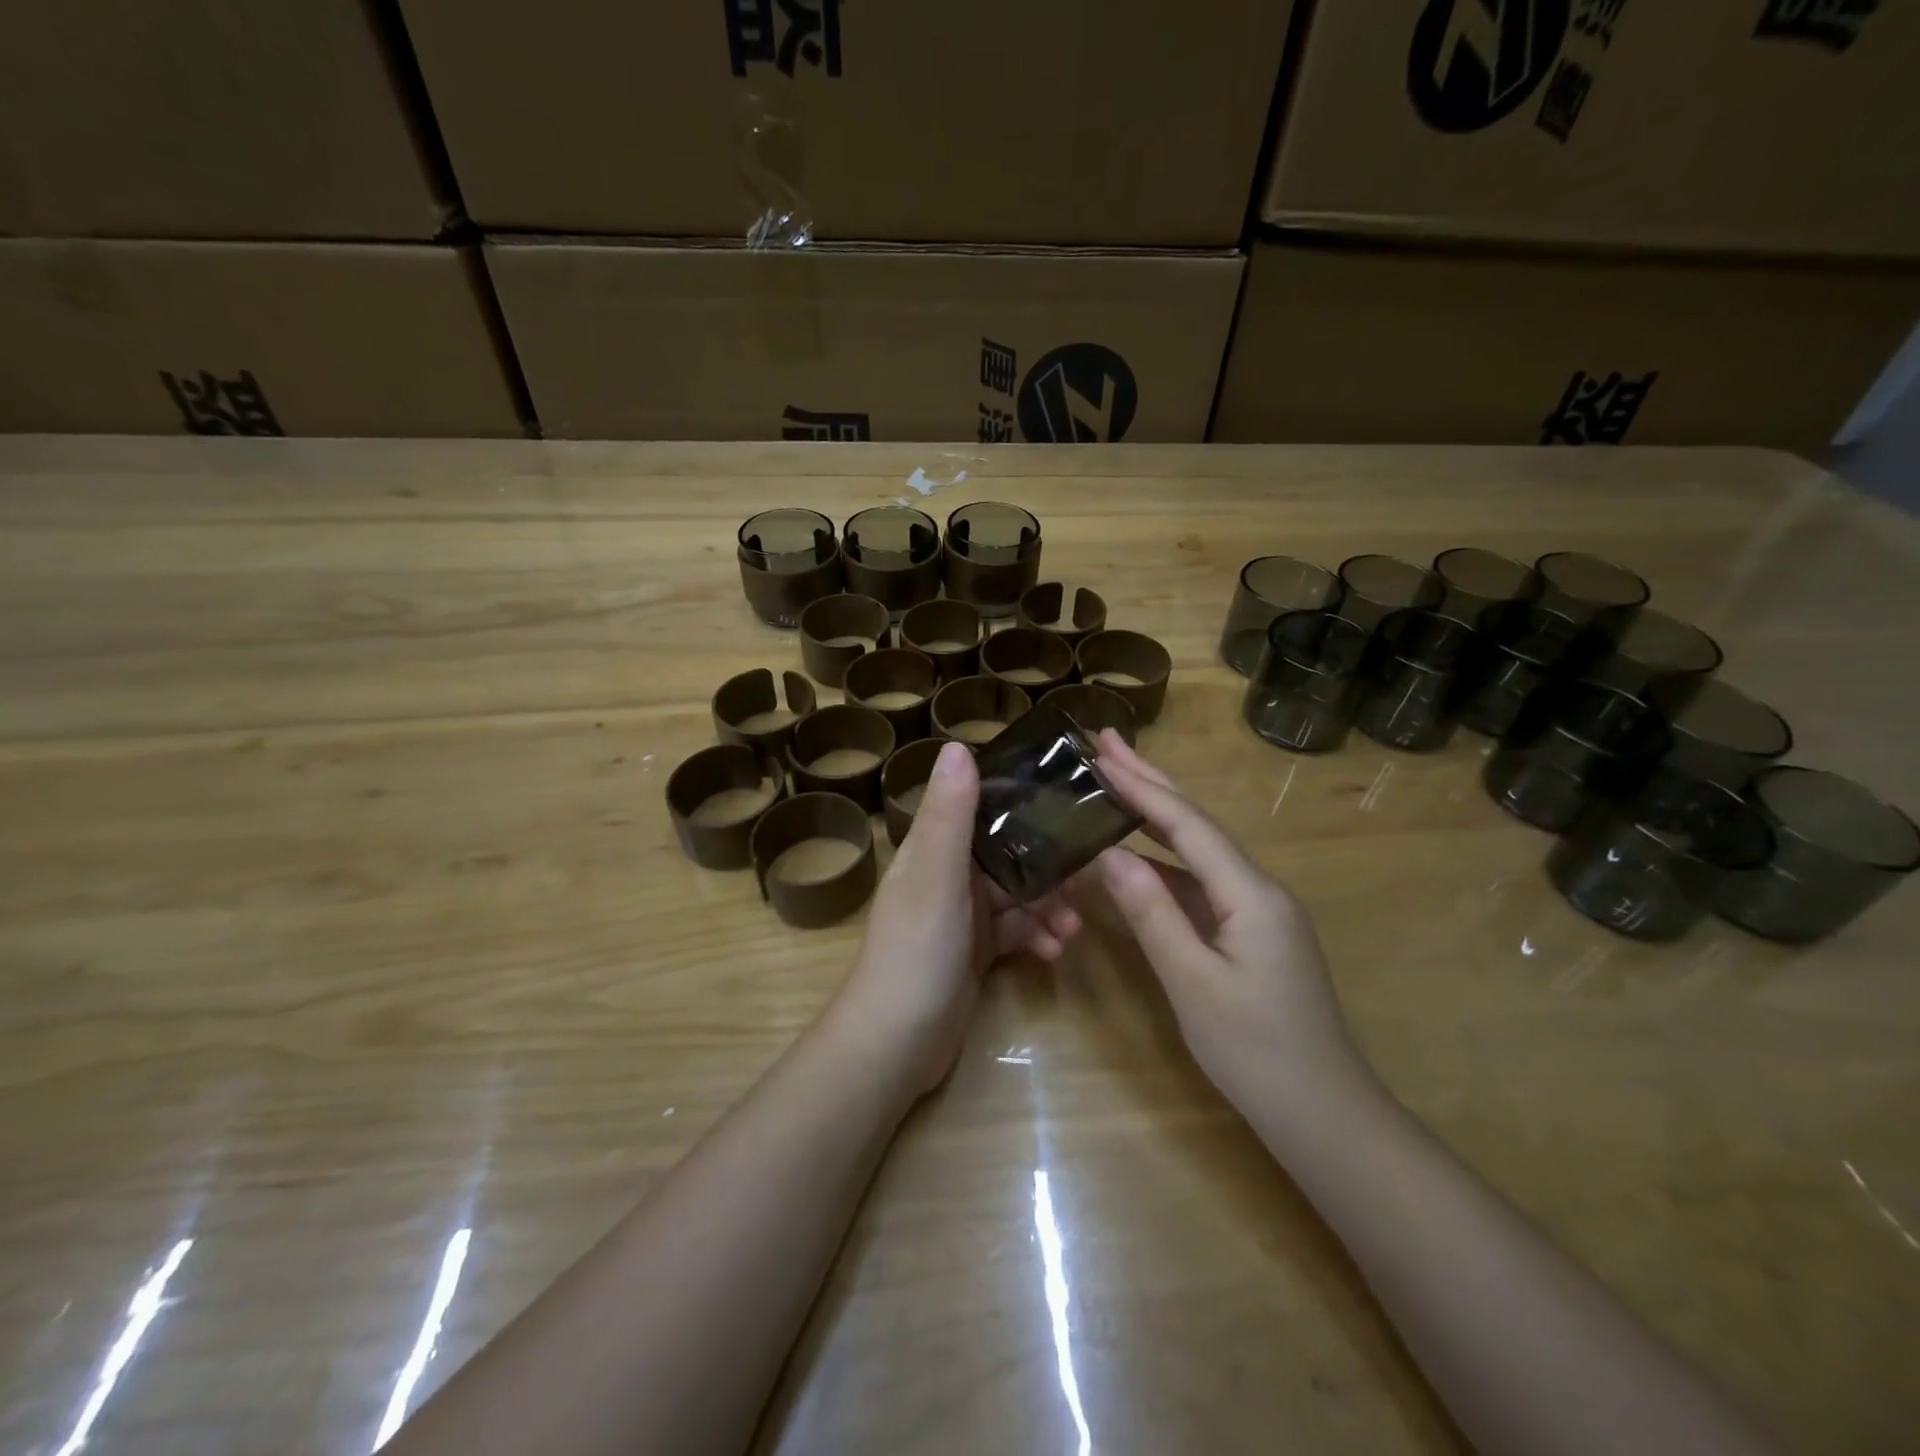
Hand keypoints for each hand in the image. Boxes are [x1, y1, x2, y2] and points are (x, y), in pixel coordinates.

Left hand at [836, 740, 1081, 1095]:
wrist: (897, 1043)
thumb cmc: (915, 951)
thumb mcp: (935, 876)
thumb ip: (949, 814)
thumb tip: (958, 745)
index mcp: (933, 848)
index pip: (978, 806)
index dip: (1018, 798)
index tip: (1064, 797)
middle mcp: (947, 874)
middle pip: (1007, 852)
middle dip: (1046, 864)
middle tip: (1086, 876)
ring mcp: (962, 915)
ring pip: (1017, 894)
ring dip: (1048, 906)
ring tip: (1073, 927)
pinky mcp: (976, 951)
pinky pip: (1016, 931)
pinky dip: (1037, 937)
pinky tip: (1055, 952)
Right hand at [1091, 731, 1369, 1117]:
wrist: (1325, 1116)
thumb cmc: (1256, 1052)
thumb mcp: (1192, 983)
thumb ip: (1151, 913)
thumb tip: (1108, 854)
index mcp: (1250, 892)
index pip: (1186, 823)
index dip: (1141, 786)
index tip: (1100, 752)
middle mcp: (1258, 888)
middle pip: (1196, 823)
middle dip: (1150, 780)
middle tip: (1107, 742)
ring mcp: (1258, 910)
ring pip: (1198, 850)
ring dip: (1155, 816)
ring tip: (1114, 783)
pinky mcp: (1251, 932)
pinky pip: (1200, 882)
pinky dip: (1163, 860)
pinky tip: (1137, 856)